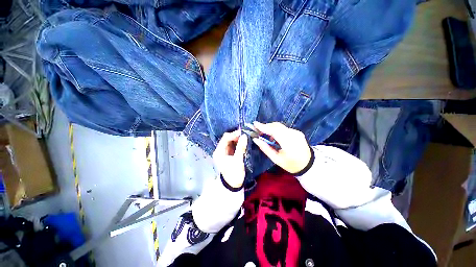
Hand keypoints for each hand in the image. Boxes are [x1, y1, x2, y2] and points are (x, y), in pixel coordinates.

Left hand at [213, 130, 247, 187]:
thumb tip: (244, 136)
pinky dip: (238, 143)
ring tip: (246, 137)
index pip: (225, 138)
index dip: (233, 134)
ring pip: (231, 141)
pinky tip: (243, 141)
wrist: (233, 185)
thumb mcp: (238, 160)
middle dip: (236, 136)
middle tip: (245, 134)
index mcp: (219, 152)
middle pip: (227, 139)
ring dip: (237, 139)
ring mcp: (224, 152)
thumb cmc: (234, 174)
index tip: (243, 133)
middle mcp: (220, 150)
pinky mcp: (229, 154)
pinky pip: (233, 145)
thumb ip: (240, 147)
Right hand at [252, 122, 310, 173]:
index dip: (264, 127)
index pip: (274, 131)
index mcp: (289, 143)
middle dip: (266, 126)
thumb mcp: (276, 159)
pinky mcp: (297, 131)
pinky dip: (277, 130)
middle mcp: (293, 135)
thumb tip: (255, 139)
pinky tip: (274, 136)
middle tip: (258, 130)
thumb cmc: (291, 164)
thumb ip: (265, 148)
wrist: (309, 164)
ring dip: (271, 128)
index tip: (255, 124)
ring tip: (265, 135)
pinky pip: (284, 128)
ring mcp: (296, 132)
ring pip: (280, 126)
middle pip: (277, 126)